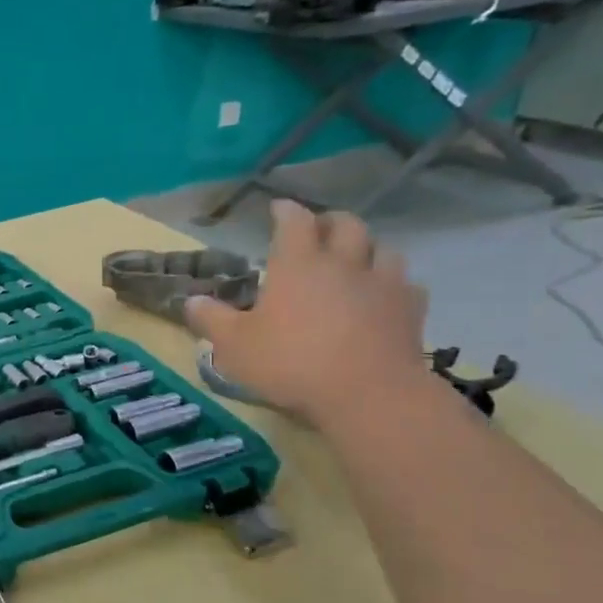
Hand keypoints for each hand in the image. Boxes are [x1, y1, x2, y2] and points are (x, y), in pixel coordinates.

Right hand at [186, 200, 430, 427]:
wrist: (369, 394)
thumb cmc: (292, 363)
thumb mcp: (235, 346)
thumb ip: (211, 320)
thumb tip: (191, 300)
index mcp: (298, 264)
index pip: (294, 221)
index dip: (285, 210)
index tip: (277, 208)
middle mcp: (343, 263)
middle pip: (346, 225)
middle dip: (330, 222)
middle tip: (318, 231)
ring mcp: (384, 285)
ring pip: (383, 250)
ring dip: (367, 250)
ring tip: (355, 262)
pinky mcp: (411, 311)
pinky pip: (406, 286)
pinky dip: (393, 285)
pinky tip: (384, 298)